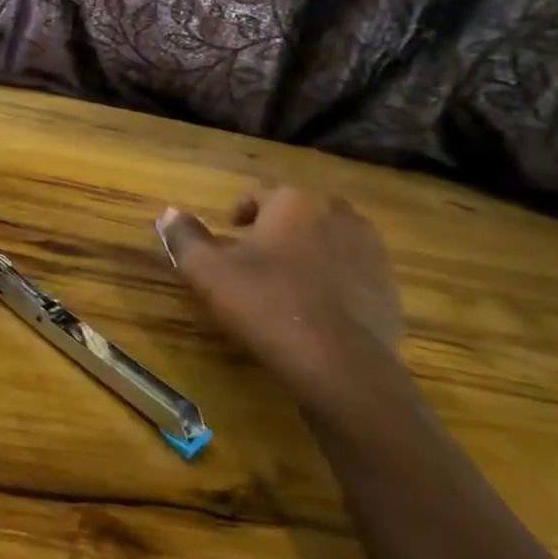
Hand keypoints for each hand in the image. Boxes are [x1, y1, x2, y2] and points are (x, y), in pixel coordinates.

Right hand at [156, 185, 408, 417]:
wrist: (339, 363)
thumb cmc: (265, 304)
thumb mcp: (207, 271)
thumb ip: (185, 237)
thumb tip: (169, 213)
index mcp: (293, 202)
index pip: (260, 194)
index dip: (240, 214)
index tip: (229, 236)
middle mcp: (336, 213)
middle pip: (299, 213)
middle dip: (278, 229)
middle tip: (256, 260)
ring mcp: (369, 248)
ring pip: (329, 239)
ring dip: (309, 251)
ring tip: (287, 283)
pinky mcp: (388, 285)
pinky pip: (353, 270)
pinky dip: (335, 280)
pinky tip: (316, 309)